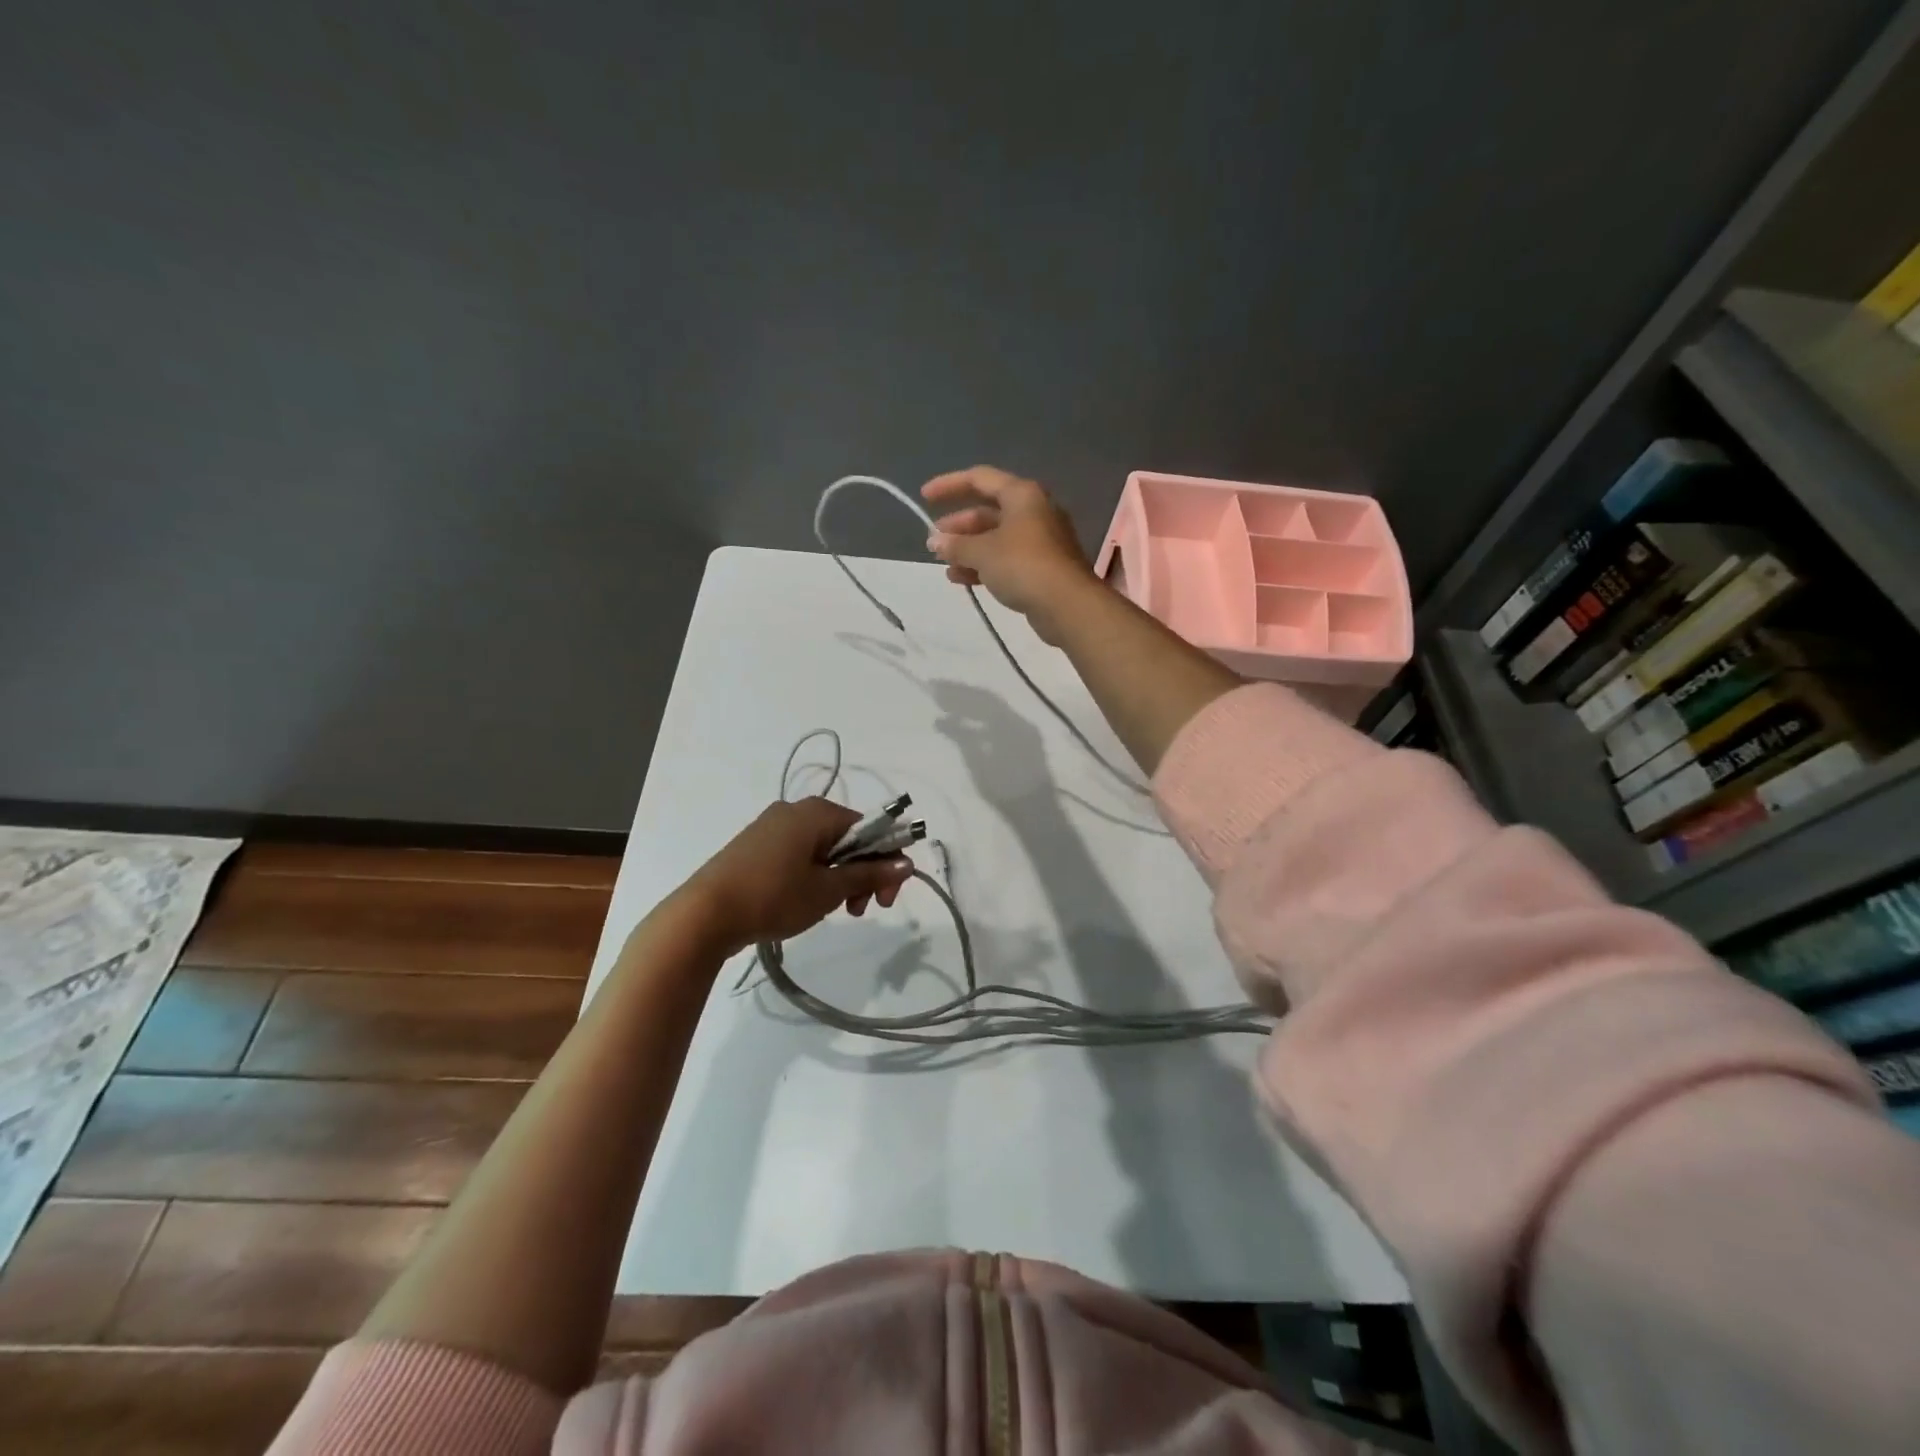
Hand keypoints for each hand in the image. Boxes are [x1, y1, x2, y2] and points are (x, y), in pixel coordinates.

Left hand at [679, 798, 913, 954]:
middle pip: (847, 837)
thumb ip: (870, 874)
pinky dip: (813, 875)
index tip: (884, 899)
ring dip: (839, 878)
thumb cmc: (773, 896)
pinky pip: (798, 853)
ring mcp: (772, 826)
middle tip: (860, 910)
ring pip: (823, 848)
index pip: (870, 829)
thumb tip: (907, 863)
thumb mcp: (828, 890)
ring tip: (833, 911)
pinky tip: (806, 901)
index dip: (886, 862)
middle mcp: (795, 809)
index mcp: (817, 812)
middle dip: (862, 873)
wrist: (703, 914)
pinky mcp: (755, 845)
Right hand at [922, 466, 1099, 643]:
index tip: (924, 498)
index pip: (979, 479)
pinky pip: (1006, 559)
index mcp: (1021, 494)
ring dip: (968, 549)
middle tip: (934, 542)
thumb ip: (956, 545)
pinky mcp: (1042, 567)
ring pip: (996, 538)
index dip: (949, 485)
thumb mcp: (982, 552)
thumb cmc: (1023, 565)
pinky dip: (983, 566)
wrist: (1067, 604)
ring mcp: (1040, 541)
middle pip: (988, 511)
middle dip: (959, 526)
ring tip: (944, 564)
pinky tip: (962, 579)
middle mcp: (1033, 511)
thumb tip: (935, 541)